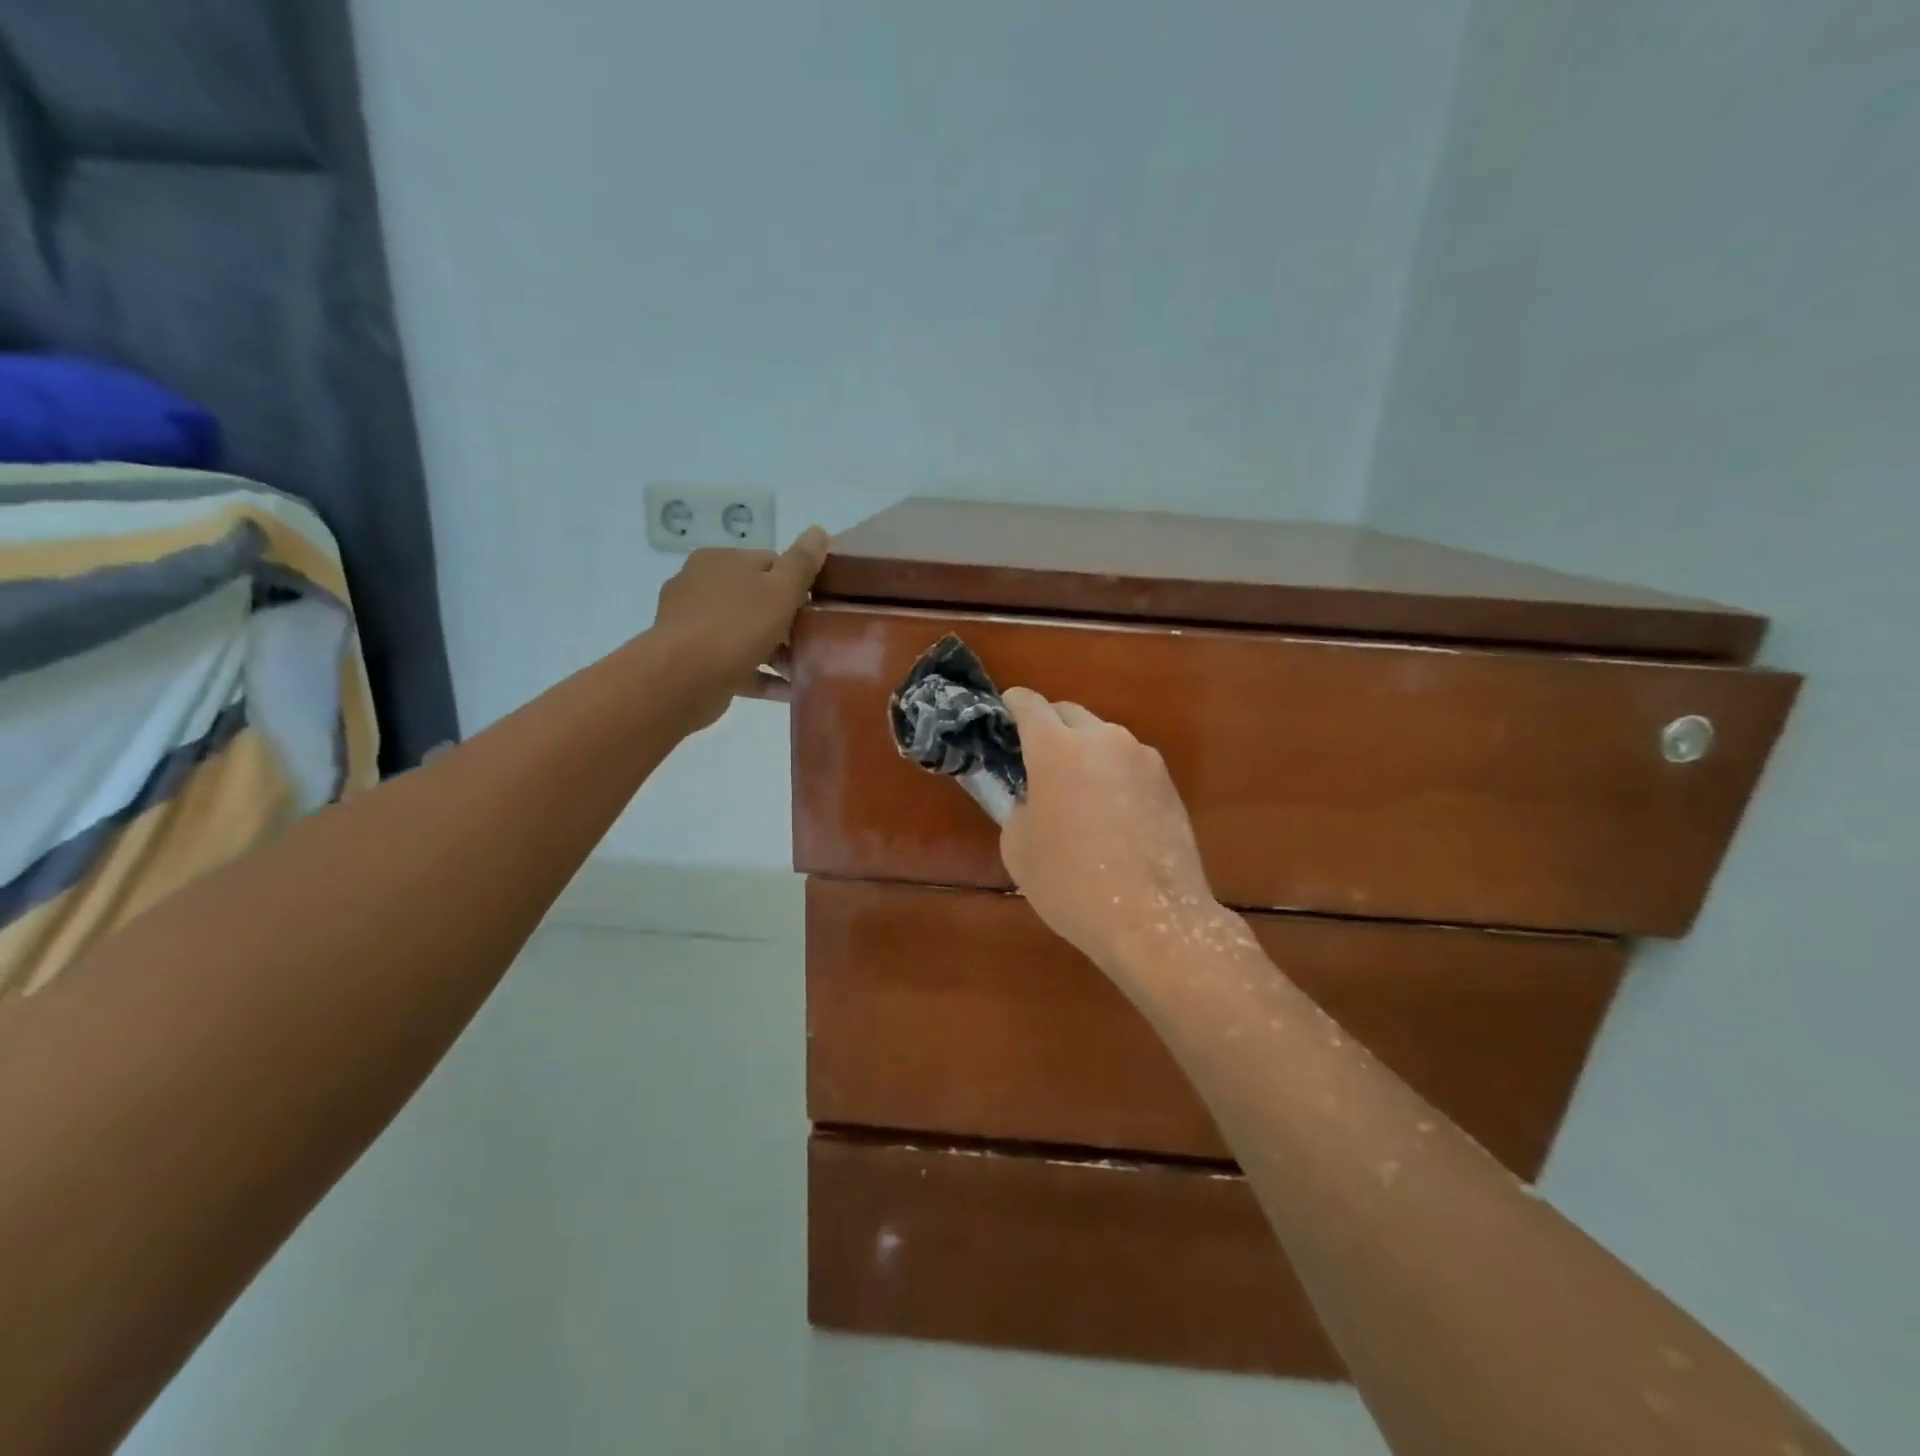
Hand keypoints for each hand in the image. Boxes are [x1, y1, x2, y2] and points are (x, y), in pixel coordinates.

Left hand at [651, 527, 829, 730]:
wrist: (683, 678)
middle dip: (788, 622)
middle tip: (816, 640)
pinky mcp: (693, 661)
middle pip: (757, 600)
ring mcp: (693, 626)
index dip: (798, 584)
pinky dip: (761, 675)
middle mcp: (700, 587)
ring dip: (777, 652)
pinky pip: (736, 665)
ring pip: (746, 634)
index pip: (769, 563)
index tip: (818, 608)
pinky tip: (788, 690)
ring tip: (806, 669)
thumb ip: (802, 562)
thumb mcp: (780, 589)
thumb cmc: (736, 625)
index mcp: (719, 561)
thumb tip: (819, 531)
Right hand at [999, 688, 1225, 972]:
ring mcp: (1142, 758)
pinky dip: (1113, 775)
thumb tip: (1028, 796)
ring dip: (1084, 752)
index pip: (1028, 704)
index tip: (1002, 720)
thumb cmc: (1070, 883)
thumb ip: (1015, 806)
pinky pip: (1129, 764)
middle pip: (1068, 713)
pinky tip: (1112, 815)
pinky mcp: (1167, 782)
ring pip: (1103, 738)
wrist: (1152, 918)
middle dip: (1048, 728)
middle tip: (1036, 764)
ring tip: (1078, 794)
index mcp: (1056, 748)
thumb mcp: (1018, 848)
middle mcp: (1103, 739)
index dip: (1011, 706)